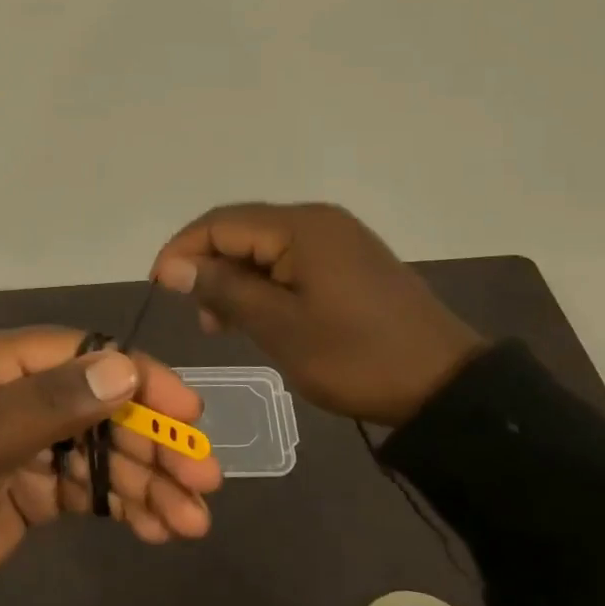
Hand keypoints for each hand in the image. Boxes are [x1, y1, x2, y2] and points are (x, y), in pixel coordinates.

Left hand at [0, 327, 222, 576]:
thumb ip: (46, 405)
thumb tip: (125, 369)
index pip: (84, 354)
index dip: (140, 379)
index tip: (188, 412)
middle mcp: (21, 392)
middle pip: (105, 404)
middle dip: (156, 442)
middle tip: (204, 481)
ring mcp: (33, 439)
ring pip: (106, 450)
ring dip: (151, 481)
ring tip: (191, 524)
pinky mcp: (38, 484)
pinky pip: (93, 487)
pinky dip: (126, 505)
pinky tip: (158, 530)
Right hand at [150, 202, 487, 426]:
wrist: (446, 386)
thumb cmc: (355, 357)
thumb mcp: (280, 327)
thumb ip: (223, 288)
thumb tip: (174, 266)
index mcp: (300, 227)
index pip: (220, 223)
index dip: (181, 250)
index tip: (159, 287)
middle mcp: (317, 220)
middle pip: (241, 230)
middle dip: (208, 266)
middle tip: (197, 315)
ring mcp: (337, 238)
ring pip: (264, 246)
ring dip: (235, 278)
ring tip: (222, 323)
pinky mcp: (349, 260)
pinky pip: (291, 260)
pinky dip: (265, 283)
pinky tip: (258, 315)